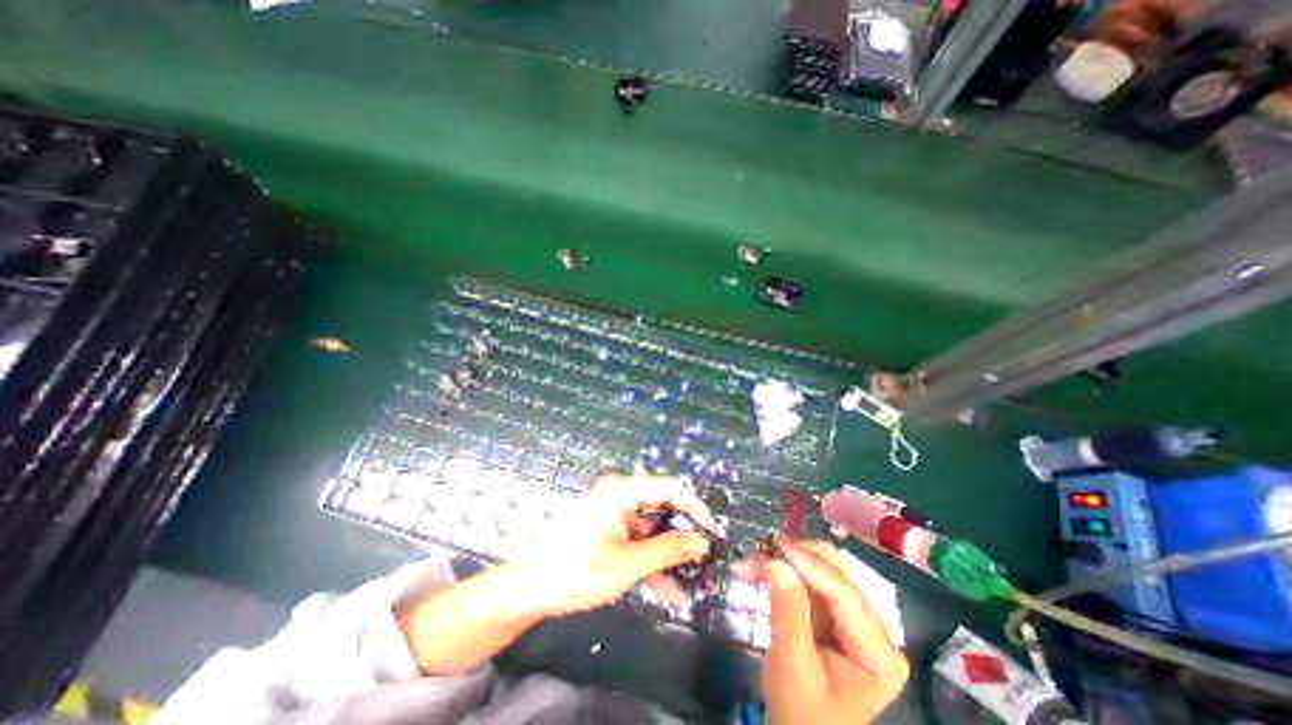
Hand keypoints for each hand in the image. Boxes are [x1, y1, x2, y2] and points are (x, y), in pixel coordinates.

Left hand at [515, 475, 715, 615]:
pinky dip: (654, 564)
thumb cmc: (576, 570)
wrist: (530, 590)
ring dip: (671, 556)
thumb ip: (667, 551)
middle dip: (684, 535)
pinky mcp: (613, 535)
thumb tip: (702, 543)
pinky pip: (641, 544)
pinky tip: (670, 591)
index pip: (669, 488)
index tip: (712, 532)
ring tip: (694, 581)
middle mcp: (622, 498)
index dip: (694, 507)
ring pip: (655, 531)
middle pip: (663, 509)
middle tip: (706, 559)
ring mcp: (617, 517)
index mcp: (622, 491)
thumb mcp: (626, 563)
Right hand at [760, 542, 906, 722]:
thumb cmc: (800, 714)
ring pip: (819, 566)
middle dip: (795, 558)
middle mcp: (873, 627)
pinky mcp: (832, 611)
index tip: (776, 547)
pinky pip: (807, 576)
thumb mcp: (792, 667)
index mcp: (879, 652)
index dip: (810, 565)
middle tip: (759, 553)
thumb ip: (788, 612)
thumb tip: (775, 561)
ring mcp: (853, 616)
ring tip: (753, 562)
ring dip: (785, 560)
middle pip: (835, 571)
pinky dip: (783, 569)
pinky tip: (759, 569)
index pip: (845, 594)